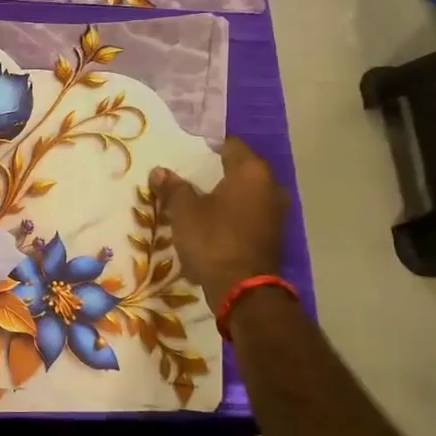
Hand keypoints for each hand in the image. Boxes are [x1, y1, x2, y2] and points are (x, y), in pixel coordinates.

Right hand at [150, 138, 288, 313]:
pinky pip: (250, 213)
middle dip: (215, 172)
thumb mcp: (184, 211)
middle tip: (187, 175)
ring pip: (245, 193)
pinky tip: (211, 222)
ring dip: (224, 195)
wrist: (243, 290)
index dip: (206, 146)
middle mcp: (271, 185)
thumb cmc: (213, 239)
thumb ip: (173, 188)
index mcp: (251, 171)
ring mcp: (276, 211)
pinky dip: (232, 213)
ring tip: (196, 199)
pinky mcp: (274, 234)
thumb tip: (159, 172)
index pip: (230, 144)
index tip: (185, 152)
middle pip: (239, 169)